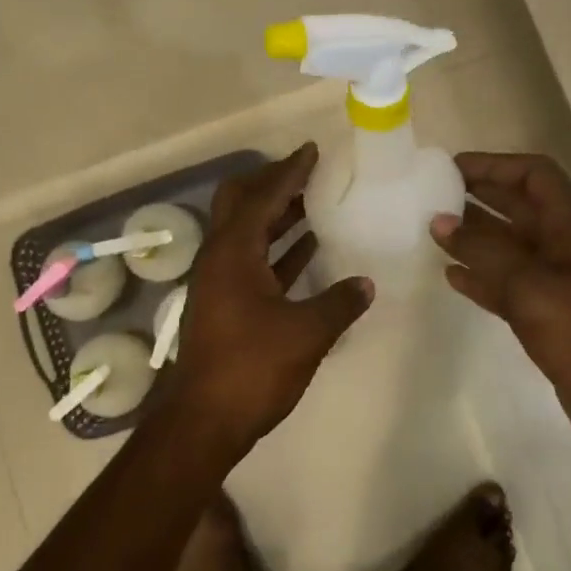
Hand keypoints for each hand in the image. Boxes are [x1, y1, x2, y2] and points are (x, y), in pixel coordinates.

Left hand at [157, 143, 373, 458]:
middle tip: (309, 174)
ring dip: (278, 215)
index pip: (263, 196)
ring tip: (315, 203)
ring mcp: (220, 281)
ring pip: (248, 232)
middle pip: (241, 203)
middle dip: (273, 184)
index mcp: (233, 252)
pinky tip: (308, 249)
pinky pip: (254, 260)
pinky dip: (279, 249)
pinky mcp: (226, 304)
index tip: (312, 150)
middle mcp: (220, 257)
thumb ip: (339, 303)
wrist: (204, 421)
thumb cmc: (252, 368)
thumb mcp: (305, 333)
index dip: (289, 171)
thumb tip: (366, 284)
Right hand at [432, 152, 570, 461]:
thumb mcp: (530, 287)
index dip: (494, 165)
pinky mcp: (553, 315)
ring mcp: (563, 282)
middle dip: (480, 197)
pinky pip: (511, 284)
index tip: (450, 168)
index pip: (534, 175)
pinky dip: (484, 277)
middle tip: (433, 195)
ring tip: (435, 231)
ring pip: (513, 246)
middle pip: (521, 207)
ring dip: (477, 237)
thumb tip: (440, 221)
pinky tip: (452, 276)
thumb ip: (483, 251)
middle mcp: (570, 246)